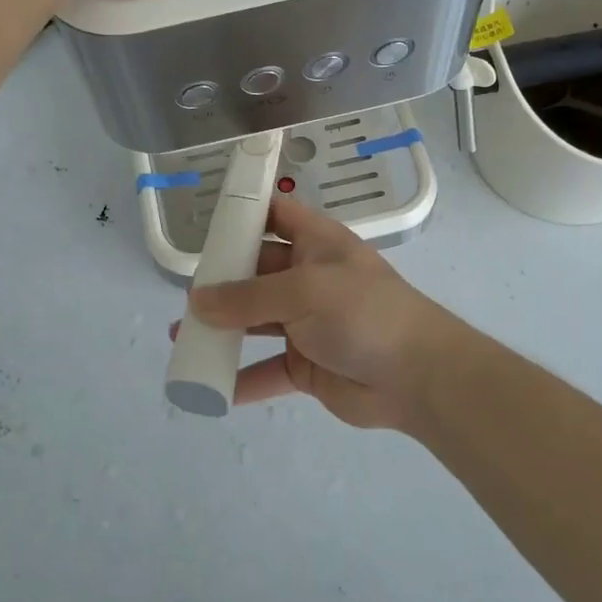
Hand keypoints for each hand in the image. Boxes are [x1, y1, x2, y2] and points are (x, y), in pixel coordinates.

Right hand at [184, 196, 463, 432]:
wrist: (418, 376)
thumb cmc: (362, 312)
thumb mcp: (303, 291)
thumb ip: (247, 297)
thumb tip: (196, 302)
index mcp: (316, 244)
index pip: (276, 216)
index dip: (244, 215)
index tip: (206, 224)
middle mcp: (309, 278)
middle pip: (256, 272)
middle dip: (221, 282)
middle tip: (184, 294)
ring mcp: (308, 324)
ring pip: (255, 322)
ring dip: (223, 330)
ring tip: (183, 337)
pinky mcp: (307, 366)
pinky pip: (267, 370)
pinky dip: (242, 378)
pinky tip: (211, 386)